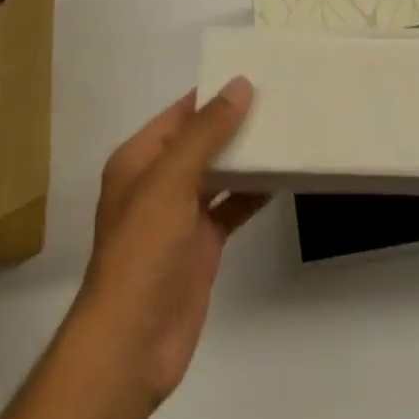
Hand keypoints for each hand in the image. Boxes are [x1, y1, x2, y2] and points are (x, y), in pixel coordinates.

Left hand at [68, 79, 269, 408]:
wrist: (132, 344)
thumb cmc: (143, 250)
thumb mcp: (171, 180)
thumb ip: (207, 132)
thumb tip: (240, 85)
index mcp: (140, 158)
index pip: (181, 113)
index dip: (215, 94)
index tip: (256, 74)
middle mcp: (158, 181)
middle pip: (201, 141)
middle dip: (235, 123)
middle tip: (280, 99)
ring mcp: (180, 215)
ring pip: (218, 173)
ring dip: (246, 156)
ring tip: (286, 130)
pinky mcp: (201, 245)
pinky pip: (230, 207)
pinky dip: (252, 194)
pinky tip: (281, 179)